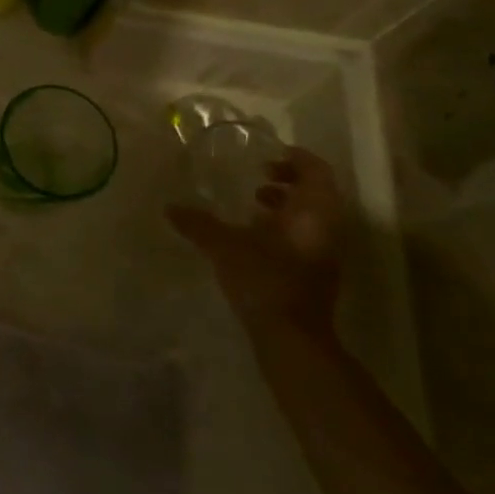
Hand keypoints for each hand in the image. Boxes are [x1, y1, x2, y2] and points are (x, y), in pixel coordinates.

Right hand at [166, 146, 344, 336]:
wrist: (291, 338)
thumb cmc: (265, 280)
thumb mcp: (224, 246)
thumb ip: (198, 224)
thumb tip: (169, 206)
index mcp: (312, 213)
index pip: (317, 171)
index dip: (296, 158)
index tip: (268, 155)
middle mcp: (325, 228)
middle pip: (316, 192)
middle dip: (288, 180)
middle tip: (257, 176)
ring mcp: (324, 252)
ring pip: (311, 216)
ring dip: (286, 204)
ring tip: (252, 204)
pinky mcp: (315, 272)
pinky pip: (304, 235)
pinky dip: (283, 226)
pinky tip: (252, 236)